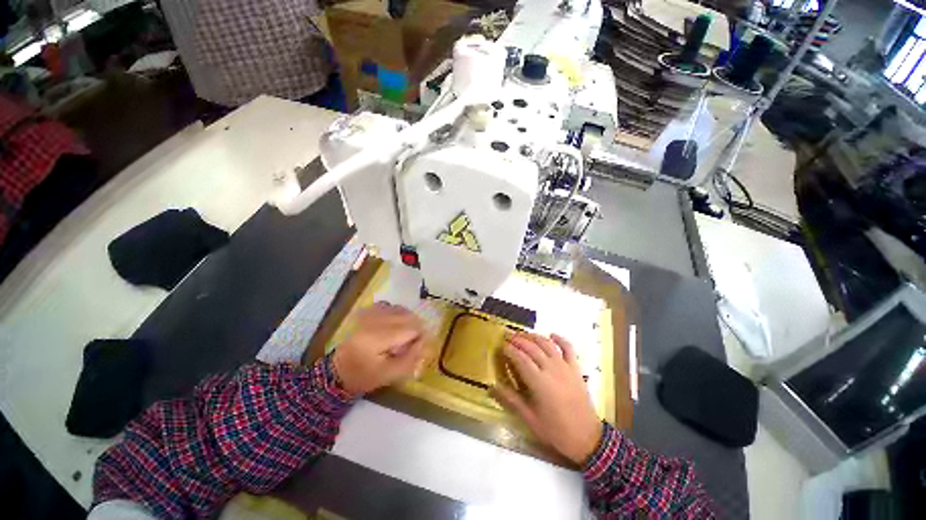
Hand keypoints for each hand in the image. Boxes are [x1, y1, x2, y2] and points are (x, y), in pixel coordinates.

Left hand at [333, 303, 426, 394]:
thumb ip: (411, 358)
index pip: (410, 329)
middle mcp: (373, 321)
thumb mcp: (390, 374)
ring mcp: (369, 314)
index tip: (422, 346)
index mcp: (377, 339)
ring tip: (404, 335)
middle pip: (407, 316)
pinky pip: (391, 306)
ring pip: (401, 309)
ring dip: (408, 320)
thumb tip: (426, 341)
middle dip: (416, 328)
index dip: (421, 336)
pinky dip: (398, 314)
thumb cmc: (365, 376)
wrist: (339, 371)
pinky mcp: (367, 311)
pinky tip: (395, 326)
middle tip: (415, 342)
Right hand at [492, 333, 602, 465]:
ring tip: (523, 334)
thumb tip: (492, 387)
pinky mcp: (575, 368)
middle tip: (508, 336)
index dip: (510, 350)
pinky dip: (560, 339)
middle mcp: (551, 369)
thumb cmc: (556, 430)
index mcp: (539, 382)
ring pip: (547, 344)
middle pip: (532, 348)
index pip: (521, 358)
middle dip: (518, 340)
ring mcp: (565, 367)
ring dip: (534, 336)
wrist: (587, 438)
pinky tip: (552, 334)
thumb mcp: (530, 419)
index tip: (501, 346)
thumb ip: (511, 400)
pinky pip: (568, 348)